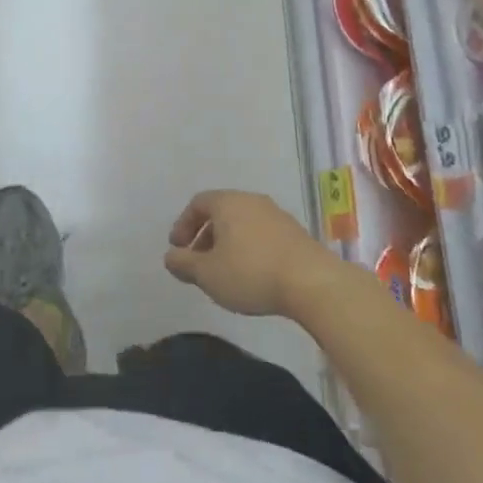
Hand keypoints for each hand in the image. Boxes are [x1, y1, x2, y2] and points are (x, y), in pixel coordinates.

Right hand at [164, 190, 334, 317]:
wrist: (311, 282)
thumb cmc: (250, 272)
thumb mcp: (208, 274)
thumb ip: (184, 264)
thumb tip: (170, 257)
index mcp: (228, 202)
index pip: (198, 203)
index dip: (183, 225)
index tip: (178, 250)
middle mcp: (252, 200)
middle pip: (221, 212)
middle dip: (205, 237)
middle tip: (198, 263)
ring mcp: (276, 214)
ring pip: (242, 224)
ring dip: (228, 244)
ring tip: (224, 273)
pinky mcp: (295, 232)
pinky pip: (262, 234)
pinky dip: (249, 249)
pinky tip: (252, 275)